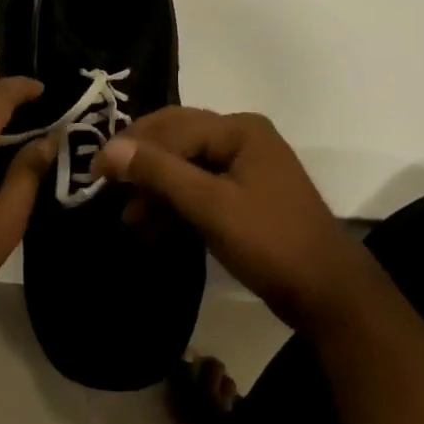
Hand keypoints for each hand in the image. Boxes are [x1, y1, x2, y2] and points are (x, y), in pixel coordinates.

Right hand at [93, 108, 356, 329]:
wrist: (329, 296)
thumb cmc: (270, 243)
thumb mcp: (210, 205)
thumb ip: (159, 172)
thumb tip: (109, 149)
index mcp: (238, 129)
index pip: (170, 128)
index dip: (129, 148)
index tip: (94, 174)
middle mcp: (241, 137)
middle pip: (175, 140)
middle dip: (140, 166)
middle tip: (106, 188)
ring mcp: (244, 166)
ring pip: (183, 165)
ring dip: (155, 189)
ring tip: (130, 218)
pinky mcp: (243, 194)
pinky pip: (198, 187)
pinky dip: (174, 204)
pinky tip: (153, 228)